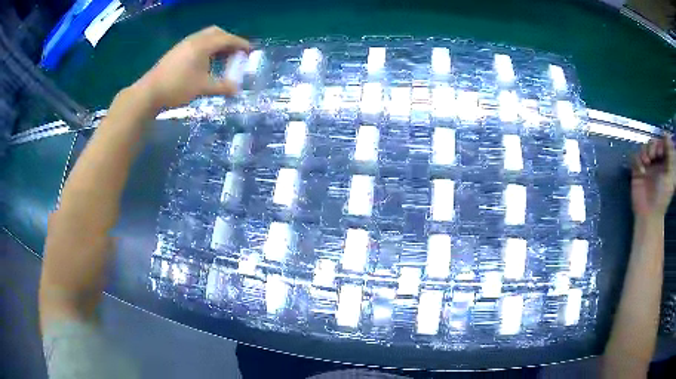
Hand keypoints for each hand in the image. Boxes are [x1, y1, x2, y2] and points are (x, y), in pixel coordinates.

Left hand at [132, 26, 249, 110]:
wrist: (150, 92)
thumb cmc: (178, 87)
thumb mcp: (203, 88)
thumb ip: (222, 87)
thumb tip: (237, 90)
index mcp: (203, 45)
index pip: (227, 39)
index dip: (241, 44)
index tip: (250, 51)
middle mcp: (195, 39)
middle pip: (217, 33)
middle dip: (229, 40)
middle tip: (235, 53)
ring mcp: (184, 44)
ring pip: (206, 37)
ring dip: (217, 44)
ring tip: (221, 58)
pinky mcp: (177, 51)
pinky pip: (197, 42)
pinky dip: (207, 48)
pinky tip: (205, 62)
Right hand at [631, 134, 675, 219]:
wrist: (649, 214)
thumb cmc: (662, 197)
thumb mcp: (670, 176)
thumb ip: (670, 155)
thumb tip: (666, 134)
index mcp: (665, 162)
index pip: (663, 143)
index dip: (661, 142)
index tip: (661, 150)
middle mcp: (657, 161)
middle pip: (653, 142)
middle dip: (652, 146)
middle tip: (653, 155)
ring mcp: (647, 165)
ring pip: (644, 146)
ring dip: (644, 151)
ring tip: (646, 162)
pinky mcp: (637, 169)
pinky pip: (635, 156)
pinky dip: (637, 160)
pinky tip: (641, 170)